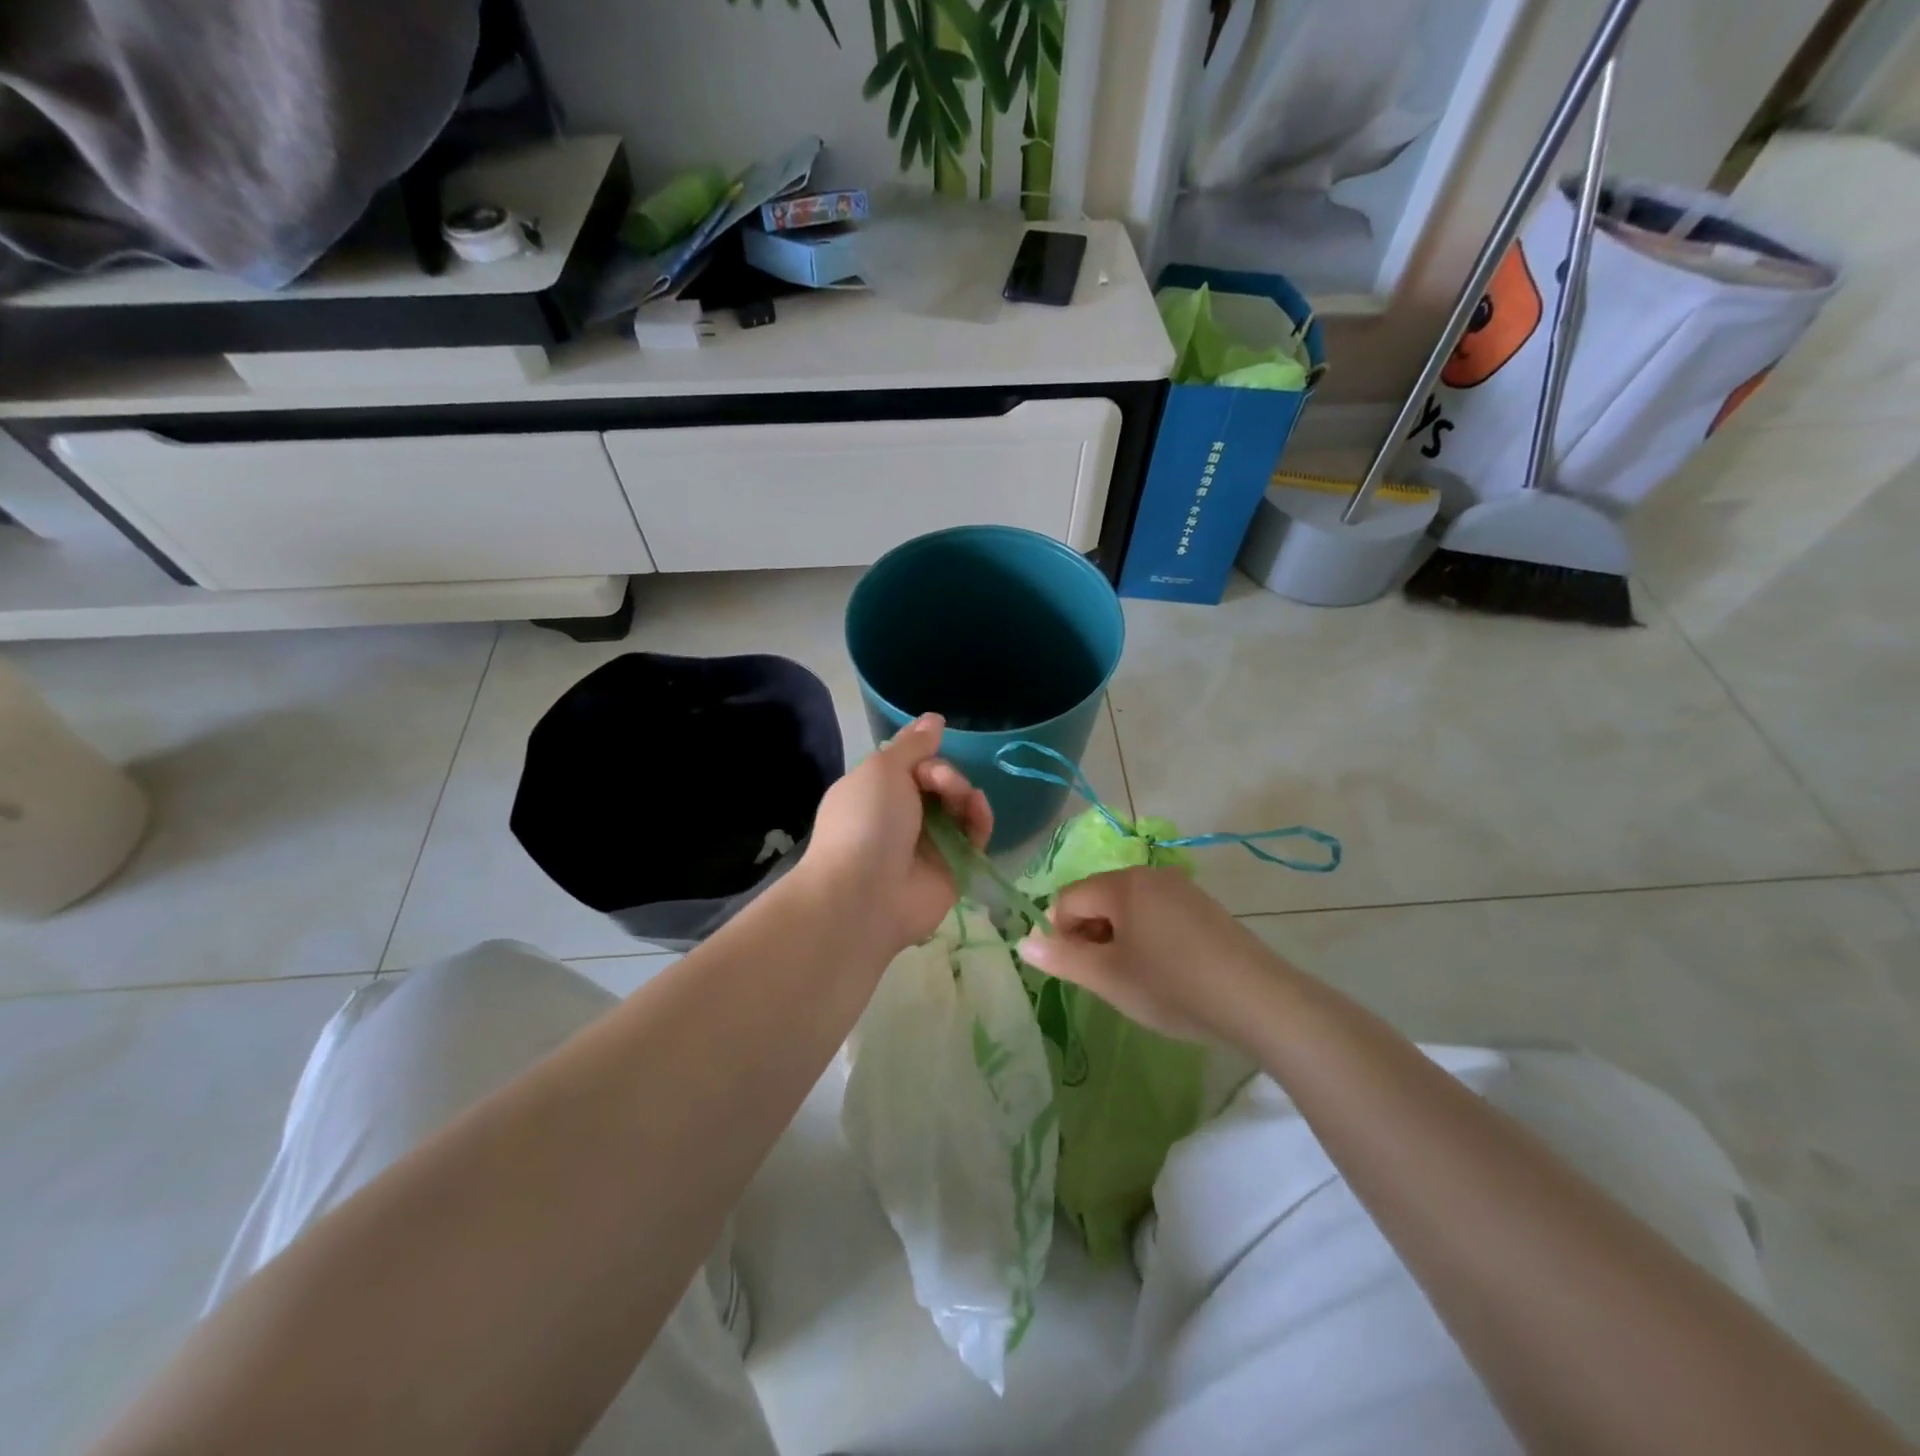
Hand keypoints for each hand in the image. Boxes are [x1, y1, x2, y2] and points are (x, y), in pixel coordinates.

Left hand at [796, 713, 993, 959]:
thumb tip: (934, 718)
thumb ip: (912, 745)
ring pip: (959, 808)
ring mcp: (927, 845)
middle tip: (939, 782)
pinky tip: (978, 810)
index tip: (930, 755)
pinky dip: (979, 819)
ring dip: (964, 794)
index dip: (925, 756)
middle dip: (946, 775)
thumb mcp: (882, 769)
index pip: (911, 764)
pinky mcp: (952, 869)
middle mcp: (901, 817)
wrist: (863, 894)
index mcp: (876, 792)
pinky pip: (974, 837)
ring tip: (960, 798)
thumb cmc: (865, 821)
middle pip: (939, 783)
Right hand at [1015, 867, 1282, 1045]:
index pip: (1068, 898)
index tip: (1073, 971)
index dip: (1060, 934)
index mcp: (1121, 885)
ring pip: (1129, 907)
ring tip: (1134, 978)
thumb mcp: (1108, 978)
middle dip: (1089, 935)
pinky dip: (1147, 937)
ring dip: (1118, 938)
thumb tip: (1023, 943)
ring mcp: (1181, 889)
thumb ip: (1062, 958)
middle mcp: (1149, 875)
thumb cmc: (1172, 986)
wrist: (1257, 1000)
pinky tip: (1165, 971)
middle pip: (1098, 898)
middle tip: (1103, 978)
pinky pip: (1157, 914)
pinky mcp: (1204, 907)